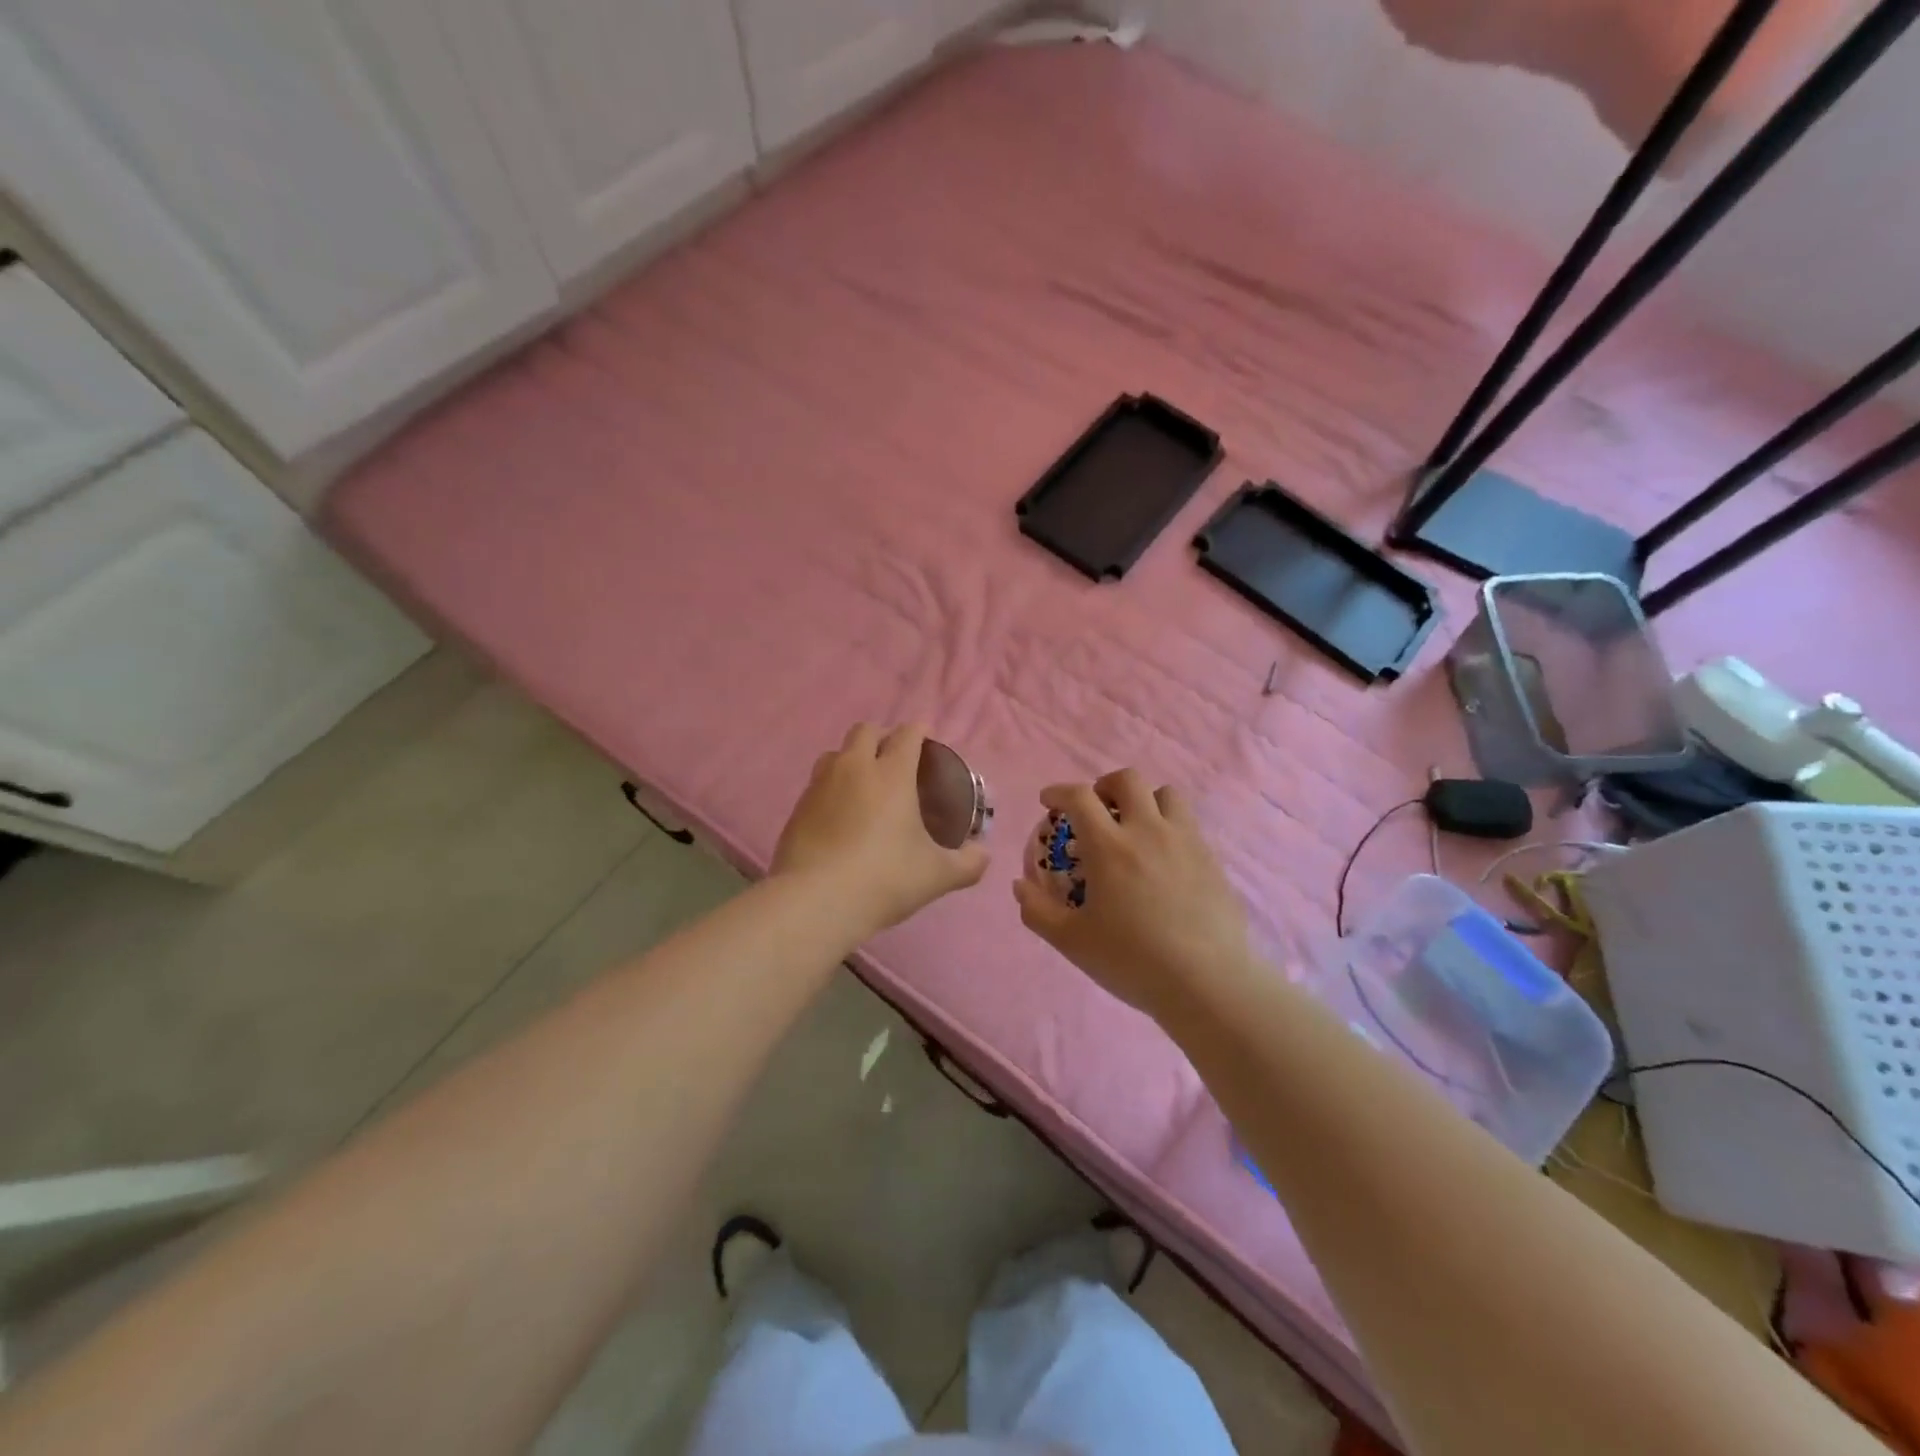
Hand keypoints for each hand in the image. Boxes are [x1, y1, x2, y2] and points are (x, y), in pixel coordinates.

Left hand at [773, 723, 989, 935]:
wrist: (816, 901)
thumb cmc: (885, 879)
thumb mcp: (937, 875)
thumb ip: (968, 863)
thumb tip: (983, 854)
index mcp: (892, 774)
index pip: (907, 734)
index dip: (920, 731)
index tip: (928, 740)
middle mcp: (854, 768)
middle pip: (866, 731)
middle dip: (883, 737)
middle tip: (897, 760)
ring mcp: (820, 785)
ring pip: (836, 753)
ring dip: (853, 758)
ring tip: (865, 783)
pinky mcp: (798, 807)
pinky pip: (818, 783)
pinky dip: (832, 787)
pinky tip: (840, 815)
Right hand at [1013, 770, 1252, 1017]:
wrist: (1207, 983)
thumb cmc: (1133, 961)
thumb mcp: (1072, 942)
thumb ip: (1038, 911)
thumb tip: (1020, 885)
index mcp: (1110, 847)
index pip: (1080, 797)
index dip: (1059, 791)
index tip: (1049, 801)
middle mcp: (1149, 831)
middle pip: (1128, 780)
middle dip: (1105, 786)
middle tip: (1096, 810)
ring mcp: (1186, 841)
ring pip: (1166, 794)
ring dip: (1144, 801)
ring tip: (1135, 828)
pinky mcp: (1212, 859)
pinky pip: (1188, 824)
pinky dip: (1169, 827)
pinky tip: (1163, 861)